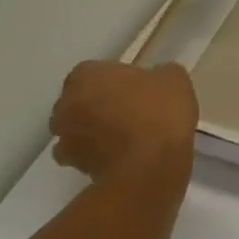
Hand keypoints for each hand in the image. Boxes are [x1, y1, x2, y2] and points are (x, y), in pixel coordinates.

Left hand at [49, 60, 199, 184]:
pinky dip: (97, 153)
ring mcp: (64, 139)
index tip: (136, 85)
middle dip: (99, 102)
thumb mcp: (174, 78)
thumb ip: (157, 74)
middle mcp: (65, 105)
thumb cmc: (159, 111)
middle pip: (80, 99)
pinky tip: (122, 155)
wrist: (149, 166)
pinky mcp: (72, 168)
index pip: (94, 70)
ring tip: (127, 135)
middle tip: (130, 107)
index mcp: (86, 76)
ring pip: (78, 128)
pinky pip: (84, 154)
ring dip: (94, 129)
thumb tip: (154, 80)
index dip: (115, 78)